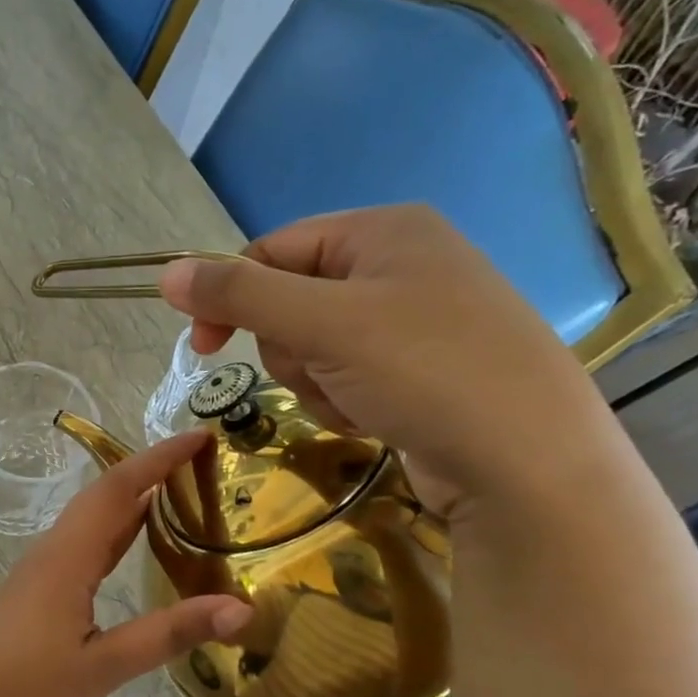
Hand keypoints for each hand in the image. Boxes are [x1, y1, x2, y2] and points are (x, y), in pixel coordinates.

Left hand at [0, 430, 251, 696]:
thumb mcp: (101, 668)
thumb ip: (168, 634)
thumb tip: (239, 608)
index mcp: (65, 558)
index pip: (117, 489)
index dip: (158, 459)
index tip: (201, 436)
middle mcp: (52, 554)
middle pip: (104, 497)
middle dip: (150, 471)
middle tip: (204, 462)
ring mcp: (41, 575)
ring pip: (92, 523)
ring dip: (134, 501)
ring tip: (183, 493)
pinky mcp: (38, 597)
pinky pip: (84, 549)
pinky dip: (118, 535)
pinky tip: (137, 548)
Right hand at [158, 204, 619, 515]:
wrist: (530, 466)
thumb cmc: (426, 372)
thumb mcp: (323, 324)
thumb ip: (240, 294)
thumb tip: (167, 273)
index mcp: (384, 229)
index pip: (273, 248)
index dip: (231, 295)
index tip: (201, 347)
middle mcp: (401, 263)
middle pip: (290, 299)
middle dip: (291, 347)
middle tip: (321, 371)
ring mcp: (414, 318)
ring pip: (313, 343)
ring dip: (314, 379)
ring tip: (355, 400)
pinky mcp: (420, 368)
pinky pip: (345, 372)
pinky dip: (343, 398)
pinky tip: (374, 417)